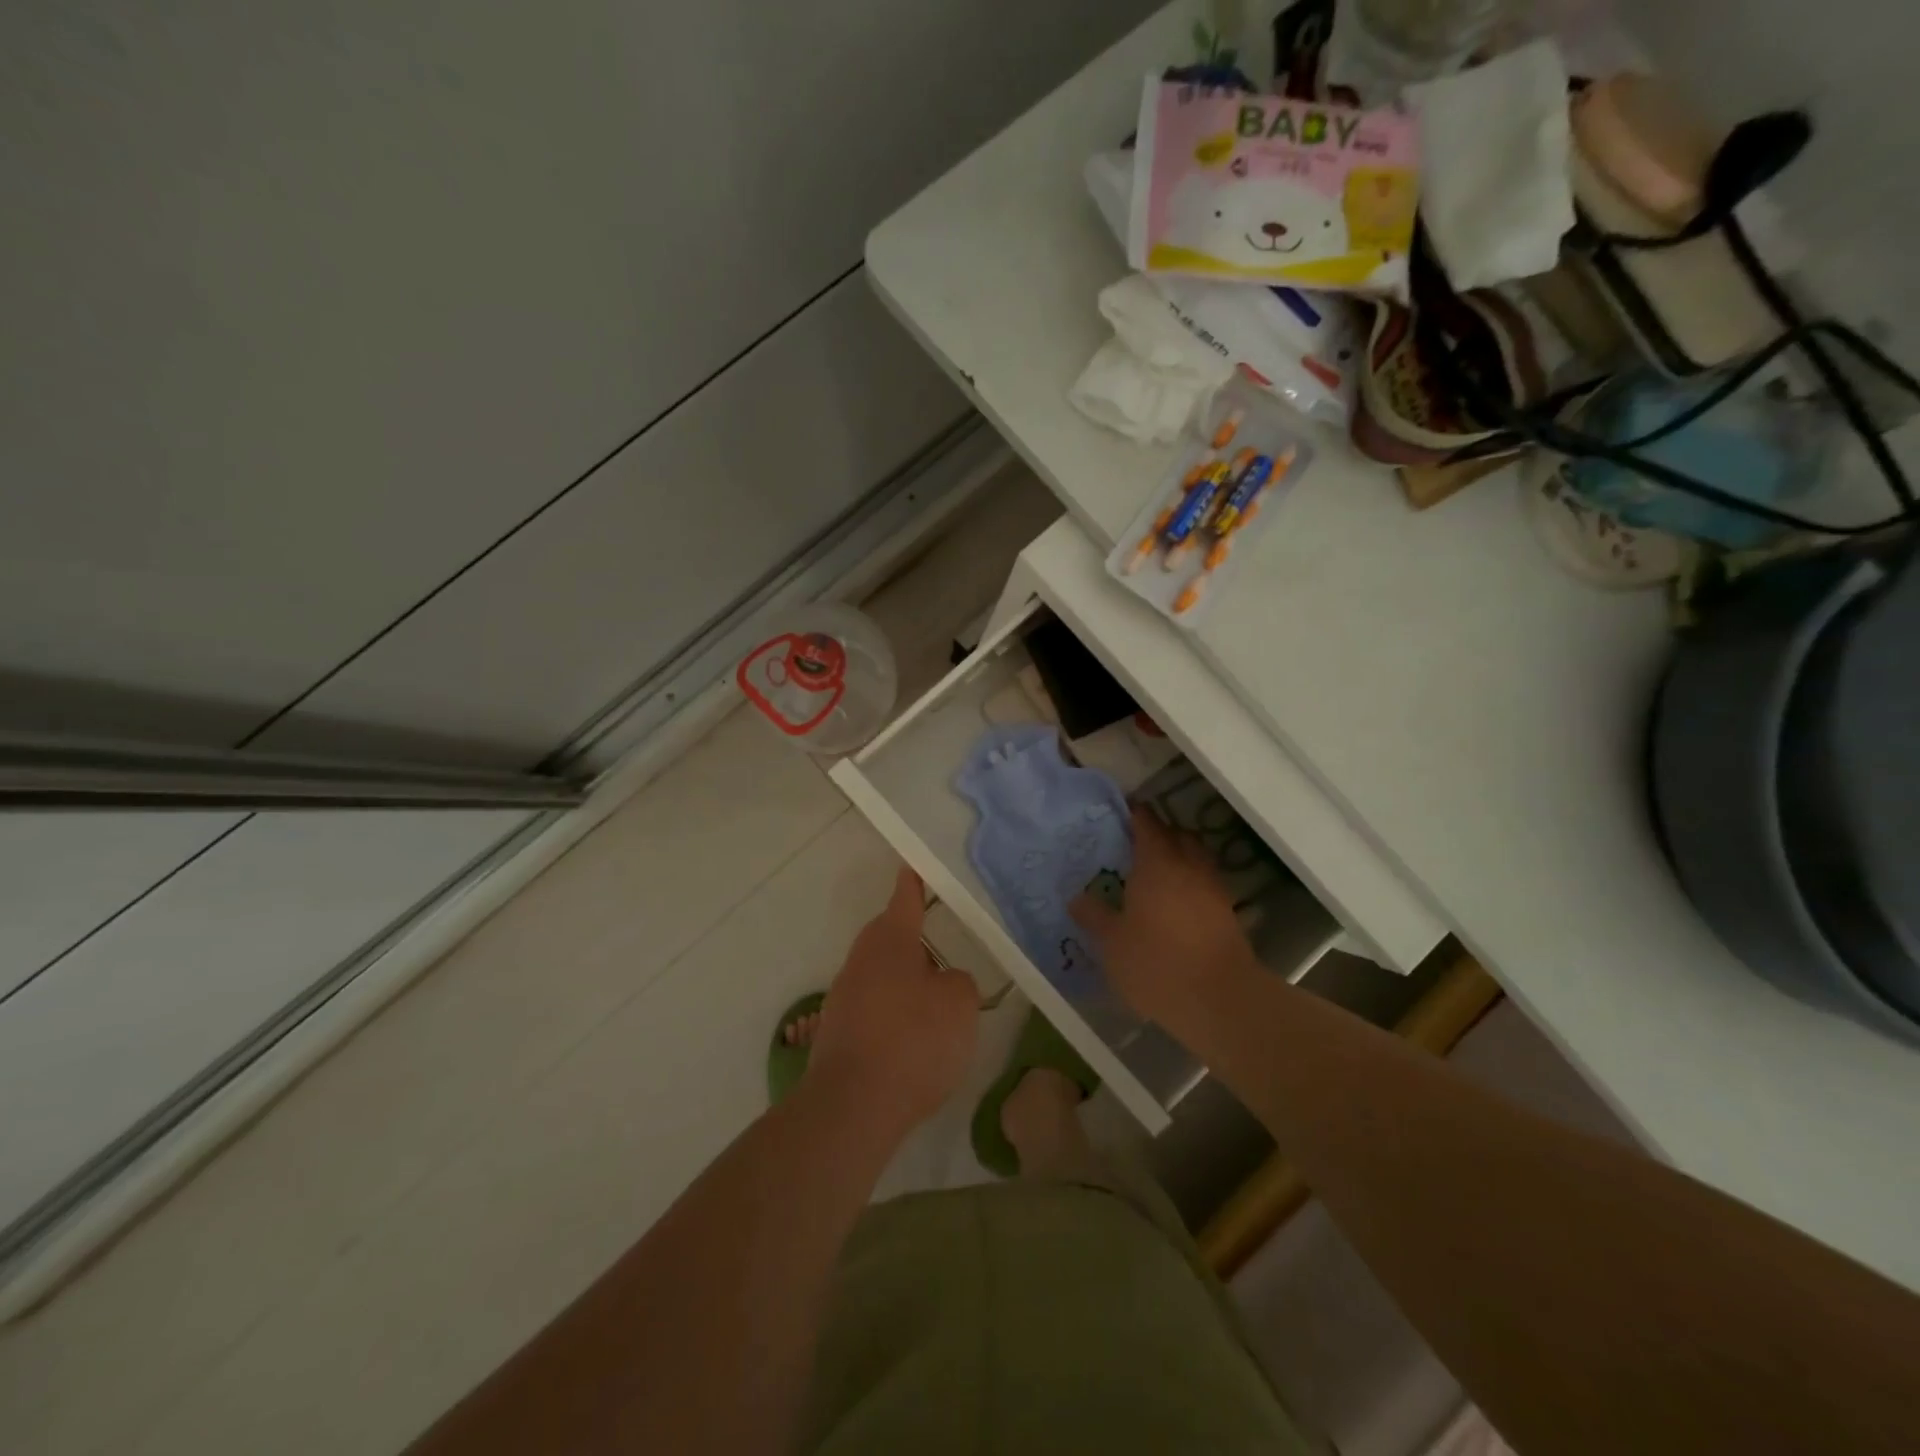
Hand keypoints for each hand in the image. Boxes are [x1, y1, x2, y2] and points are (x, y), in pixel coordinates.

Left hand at [804, 866, 979, 1139]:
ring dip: (906, 984)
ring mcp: (844, 996)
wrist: (853, 1106)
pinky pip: (874, 1010)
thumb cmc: (912, 1040)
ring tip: (936, 1009)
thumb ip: (958, 982)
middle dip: (915, 943)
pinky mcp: (837, 1033)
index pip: (905, 898)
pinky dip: (894, 1018)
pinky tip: (914, 1045)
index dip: (914, 883)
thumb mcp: (959, 1004)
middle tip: (945, 954)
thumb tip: (942, 981)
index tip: (915, 867)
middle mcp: (861, 959)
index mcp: (890, 940)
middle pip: (890, 938)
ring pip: (882, 976)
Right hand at [1070, 807, 1254, 1032]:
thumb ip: (1094, 915)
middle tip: (1135, 846)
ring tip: (1156, 875)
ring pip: (1195, 858)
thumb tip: (1077, 897)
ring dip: (1179, 858)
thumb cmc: (1157, 963)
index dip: (1134, 815)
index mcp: (1157, 863)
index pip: (1147, 823)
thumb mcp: (1112, 943)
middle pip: (1177, 835)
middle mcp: (1188, 866)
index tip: (1121, 814)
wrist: (1220, 1000)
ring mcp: (1212, 889)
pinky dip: (1191, 884)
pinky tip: (1175, 904)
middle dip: (1159, 834)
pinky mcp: (1227, 913)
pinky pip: (1205, 884)